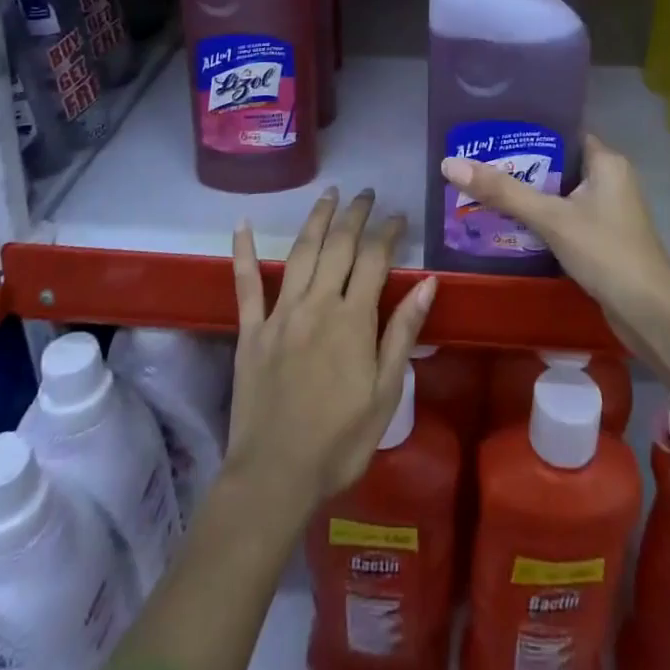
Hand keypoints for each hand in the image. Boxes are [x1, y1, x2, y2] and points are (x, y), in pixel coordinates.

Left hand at [227, 188, 436, 508]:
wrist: (275, 476)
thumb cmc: (340, 441)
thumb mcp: (386, 393)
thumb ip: (403, 333)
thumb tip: (427, 283)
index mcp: (353, 319)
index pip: (375, 259)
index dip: (388, 232)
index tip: (399, 215)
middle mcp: (317, 303)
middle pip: (339, 246)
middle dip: (355, 215)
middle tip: (366, 193)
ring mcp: (280, 314)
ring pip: (300, 252)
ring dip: (316, 219)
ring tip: (329, 194)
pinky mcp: (251, 330)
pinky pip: (245, 284)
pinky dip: (243, 252)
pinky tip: (242, 224)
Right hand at [440, 135, 669, 380]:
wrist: (652, 316)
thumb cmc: (607, 253)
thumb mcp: (551, 218)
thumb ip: (503, 192)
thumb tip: (449, 164)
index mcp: (605, 161)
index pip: (561, 132)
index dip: (526, 130)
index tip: (489, 132)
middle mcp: (608, 179)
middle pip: (556, 162)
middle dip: (518, 165)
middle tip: (475, 162)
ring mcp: (606, 210)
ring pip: (558, 192)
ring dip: (526, 194)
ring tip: (481, 189)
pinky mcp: (601, 238)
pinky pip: (563, 217)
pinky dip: (539, 218)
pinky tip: (507, 224)